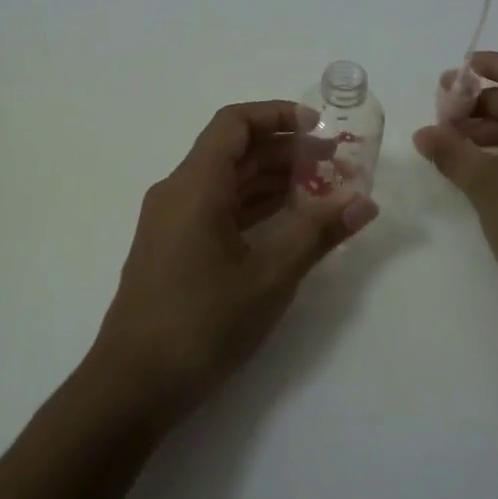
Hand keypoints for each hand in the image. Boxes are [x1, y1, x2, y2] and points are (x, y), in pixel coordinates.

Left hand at [90, 101, 378, 420]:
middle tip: (335, 163)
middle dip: (284, 151)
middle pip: (232, 151)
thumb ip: (317, 234)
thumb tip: (364, 203)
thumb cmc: (202, 323)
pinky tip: (287, 222)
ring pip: (225, 182)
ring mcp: (170, 221)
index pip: (234, 123)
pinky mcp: (172, 248)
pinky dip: (251, 207)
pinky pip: (215, 209)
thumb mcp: (269, 277)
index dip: (277, 115)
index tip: (319, 128)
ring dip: (270, 180)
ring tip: (321, 190)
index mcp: (194, 185)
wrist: (133, 384)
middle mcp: (177, 192)